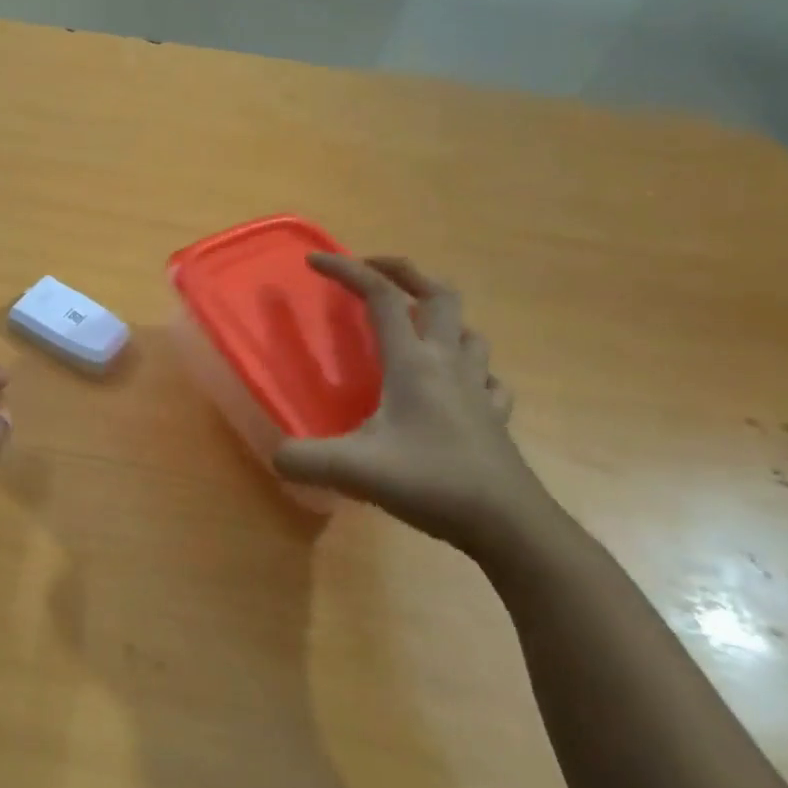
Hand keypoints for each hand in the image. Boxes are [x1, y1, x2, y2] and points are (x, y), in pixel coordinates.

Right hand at [273, 256, 557, 564]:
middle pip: (438, 295)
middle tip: (374, 271)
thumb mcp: (354, 471)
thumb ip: (303, 460)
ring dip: (439, 313)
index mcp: (414, 363)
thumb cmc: (433, 484)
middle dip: (404, 272)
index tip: (314, 261)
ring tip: (413, 321)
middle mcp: (448, 364)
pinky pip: (485, 374)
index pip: (381, 297)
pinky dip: (468, 364)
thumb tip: (276, 456)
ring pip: (466, 330)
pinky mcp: (494, 417)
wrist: (510, 525)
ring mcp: (478, 389)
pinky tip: (457, 381)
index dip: (347, 271)